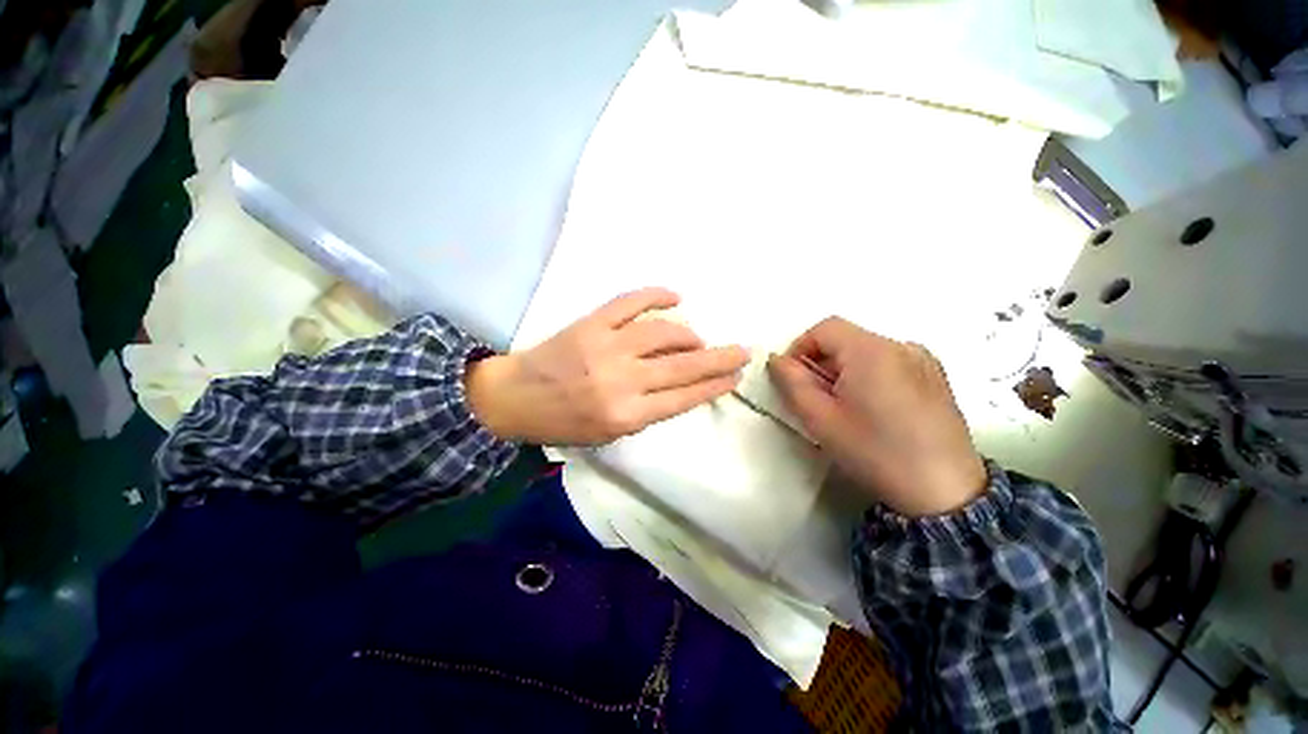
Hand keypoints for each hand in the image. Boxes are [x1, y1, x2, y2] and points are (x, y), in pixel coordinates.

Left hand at [466, 288, 749, 445]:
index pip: (684, 397)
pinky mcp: (592, 323)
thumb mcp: (610, 434)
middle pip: (684, 366)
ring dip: (689, 335)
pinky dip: (656, 295)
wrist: (514, 398)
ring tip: (696, 340)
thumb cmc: (564, 424)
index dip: (714, 385)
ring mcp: (607, 347)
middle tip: (742, 351)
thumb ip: (648, 412)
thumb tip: (681, 385)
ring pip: (664, 332)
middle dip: (720, 359)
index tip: (735, 377)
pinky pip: (630, 301)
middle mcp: (622, 380)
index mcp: (627, 415)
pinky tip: (675, 296)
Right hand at [768, 317, 986, 516]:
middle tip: (815, 398)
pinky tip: (873, 409)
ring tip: (845, 407)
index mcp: (872, 351)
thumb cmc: (875, 452)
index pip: (825, 328)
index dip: (800, 347)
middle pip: (846, 339)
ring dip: (844, 370)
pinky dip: (869, 375)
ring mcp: (924, 360)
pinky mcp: (936, 376)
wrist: (945, 492)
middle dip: (821, 363)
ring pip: (867, 351)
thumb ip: (791, 383)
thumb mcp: (821, 419)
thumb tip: (776, 360)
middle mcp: (901, 345)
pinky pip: (890, 362)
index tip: (792, 378)